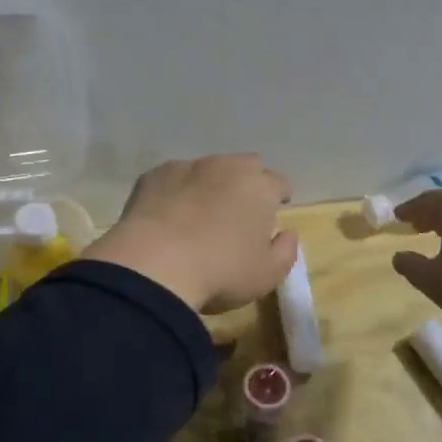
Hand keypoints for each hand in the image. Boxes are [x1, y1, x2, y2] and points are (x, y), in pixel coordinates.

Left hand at [84, 155, 298, 312]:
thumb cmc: (220, 271)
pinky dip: (176, 192)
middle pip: (245, 166)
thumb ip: (285, 251)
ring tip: (200, 213)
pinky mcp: (153, 176)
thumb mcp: (267, 275)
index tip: (274, 210)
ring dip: (210, 185)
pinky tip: (168, 217)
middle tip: (240, 210)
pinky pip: (173, 179)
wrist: (153, 266)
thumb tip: (287, 234)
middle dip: (248, 183)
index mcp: (259, 186)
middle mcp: (225, 167)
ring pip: (207, 169)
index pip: (279, 182)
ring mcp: (187, 167)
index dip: (278, 196)